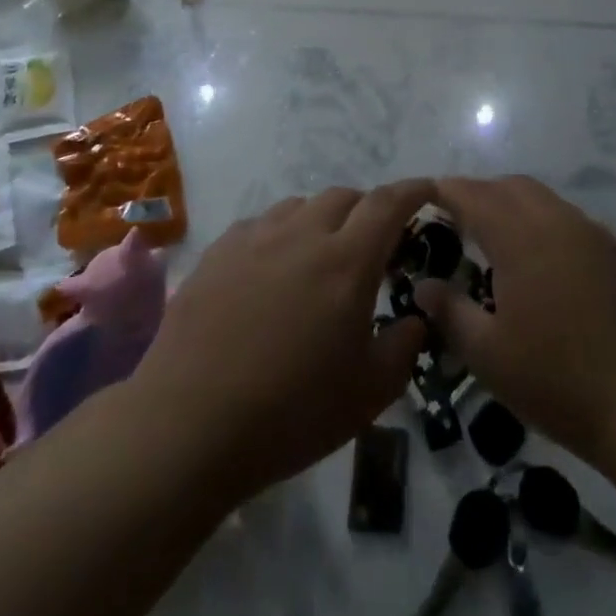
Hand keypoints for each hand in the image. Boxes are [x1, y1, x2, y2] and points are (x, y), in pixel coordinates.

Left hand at [129, 181, 431, 503]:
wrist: (188, 425)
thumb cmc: (290, 413)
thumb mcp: (367, 395)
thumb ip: (403, 347)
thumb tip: (415, 318)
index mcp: (347, 261)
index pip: (389, 203)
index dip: (412, 191)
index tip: (427, 190)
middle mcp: (304, 234)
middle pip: (344, 197)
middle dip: (367, 211)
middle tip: (371, 246)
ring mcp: (256, 238)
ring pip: (301, 205)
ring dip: (321, 220)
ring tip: (319, 257)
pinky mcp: (219, 251)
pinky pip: (261, 224)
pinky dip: (280, 234)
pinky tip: (271, 269)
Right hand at [414, 175, 615, 470]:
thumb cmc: (557, 380)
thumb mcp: (489, 354)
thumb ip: (450, 312)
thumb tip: (424, 286)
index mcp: (520, 237)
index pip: (474, 195)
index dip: (446, 191)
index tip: (425, 196)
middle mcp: (557, 221)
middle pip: (510, 187)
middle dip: (479, 194)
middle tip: (456, 221)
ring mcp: (592, 234)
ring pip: (544, 199)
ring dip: (513, 206)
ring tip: (496, 241)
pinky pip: (570, 220)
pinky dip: (544, 224)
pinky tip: (541, 264)